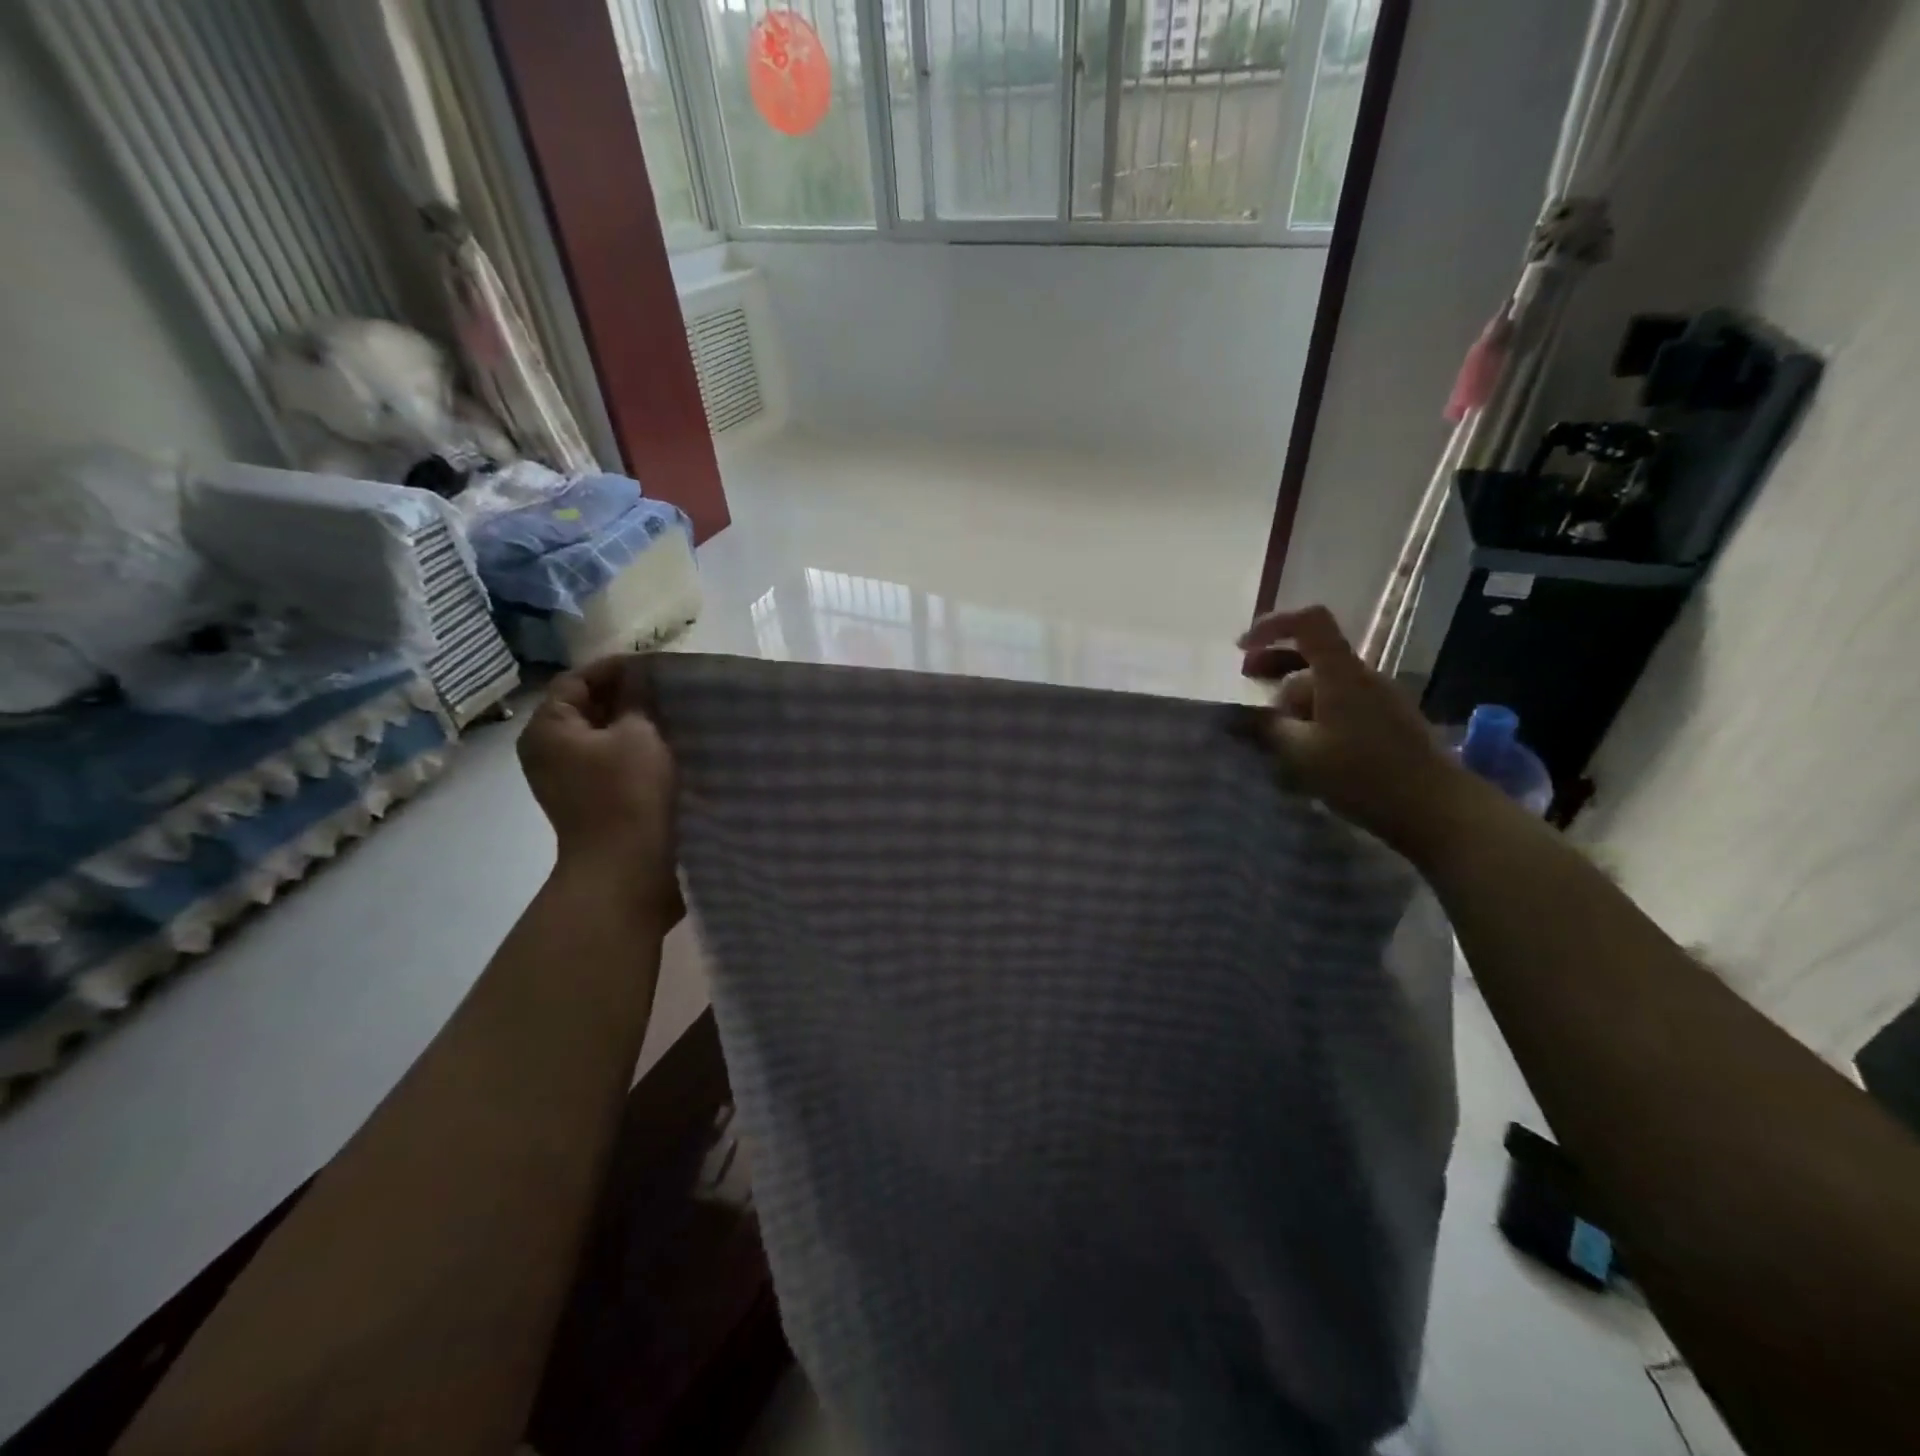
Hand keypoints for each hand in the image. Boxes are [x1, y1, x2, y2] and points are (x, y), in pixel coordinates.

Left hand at [518, 657, 677, 914]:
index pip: (576, 680)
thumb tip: (637, 677)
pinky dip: (632, 751)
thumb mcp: (638, 734)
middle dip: (625, 696)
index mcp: (547, 728)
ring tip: (671, 716)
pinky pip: (607, 762)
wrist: (625, 868)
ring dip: (632, 725)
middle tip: (667, 690)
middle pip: (585, 707)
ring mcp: (565, 779)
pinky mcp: (587, 800)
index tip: (656, 666)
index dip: (616, 668)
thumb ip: (636, 699)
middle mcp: (547, 751)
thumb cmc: (628, 792)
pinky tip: (664, 749)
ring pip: (600, 736)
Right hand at [1239, 605, 1471, 857]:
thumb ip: (1267, 728)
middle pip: (1312, 654)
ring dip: (1292, 694)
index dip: (1272, 625)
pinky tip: (1303, 743)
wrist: (1435, 807)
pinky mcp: (1387, 720)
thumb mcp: (1300, 753)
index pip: (1309, 622)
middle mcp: (1362, 675)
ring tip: (1270, 725)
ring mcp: (1378, 697)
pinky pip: (1340, 702)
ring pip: (1325, 682)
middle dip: (1274, 665)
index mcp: (1340, 673)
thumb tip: (1242, 715)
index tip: (1241, 648)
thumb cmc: (1362, 774)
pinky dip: (1313, 710)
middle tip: (1247, 683)